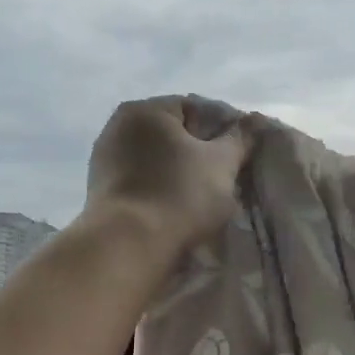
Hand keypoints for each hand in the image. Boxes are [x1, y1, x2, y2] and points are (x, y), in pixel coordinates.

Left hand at [84, 97, 252, 258]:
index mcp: (145, 110)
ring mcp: (104, 159)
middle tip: (222, 178)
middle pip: (172, 135)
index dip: (221, 130)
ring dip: (176, 173)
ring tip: (199, 198)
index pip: (194, 108)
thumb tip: (255, 120)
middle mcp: (117, 126)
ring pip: (154, 160)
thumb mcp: (222, 164)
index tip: (237, 156)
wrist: (128, 245)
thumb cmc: (180, 195)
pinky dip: (157, 190)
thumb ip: (240, 138)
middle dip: (197, 153)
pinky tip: (173, 209)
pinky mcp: (99, 190)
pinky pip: (139, 182)